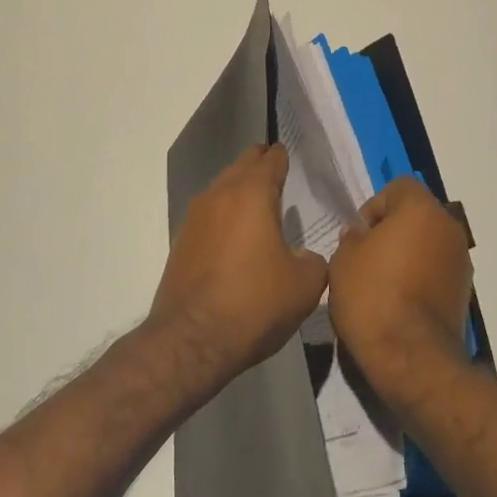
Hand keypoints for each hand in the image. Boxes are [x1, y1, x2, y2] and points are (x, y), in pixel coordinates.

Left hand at [150, 145, 328, 384]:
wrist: (192, 340)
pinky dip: (225, 215)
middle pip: (243, 165)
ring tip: (260, 204)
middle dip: (261, 165)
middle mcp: (220, 193)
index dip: (283, 157)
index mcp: (252, 193)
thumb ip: (313, 260)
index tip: (292, 158)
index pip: (271, 159)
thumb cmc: (254, 303)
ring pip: (223, 187)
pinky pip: (210, 213)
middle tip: (279, 173)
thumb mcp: (304, 285)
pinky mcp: (182, 240)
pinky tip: (237, 235)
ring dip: (241, 189)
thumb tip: (304, 255)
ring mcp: (196, 216)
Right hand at [328, 176, 473, 407]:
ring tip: (382, 284)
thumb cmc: (372, 297)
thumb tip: (362, 237)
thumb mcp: (343, 260)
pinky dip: (420, 278)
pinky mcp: (464, 292)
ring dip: (409, 255)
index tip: (360, 236)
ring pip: (429, 243)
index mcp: (422, 210)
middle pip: (417, 215)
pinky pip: (437, 271)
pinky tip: (399, 303)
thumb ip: (353, 238)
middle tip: (367, 258)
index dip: (375, 206)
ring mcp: (461, 261)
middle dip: (393, 230)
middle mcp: (449, 228)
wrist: (410, 358)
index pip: (399, 187)